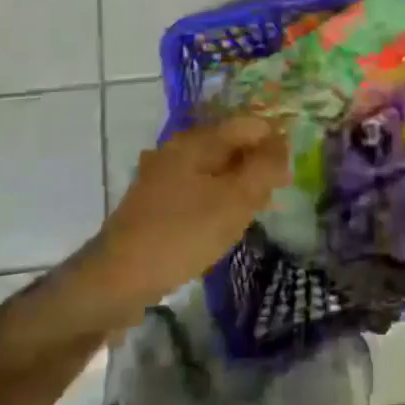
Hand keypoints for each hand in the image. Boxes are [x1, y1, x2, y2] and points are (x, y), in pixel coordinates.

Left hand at [84, 116, 286, 320]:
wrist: (116, 279)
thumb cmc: (182, 234)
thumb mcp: (234, 201)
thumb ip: (264, 168)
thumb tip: (282, 145)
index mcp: (197, 140)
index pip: (249, 124)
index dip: (275, 144)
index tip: (287, 177)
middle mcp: (178, 148)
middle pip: (230, 144)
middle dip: (256, 166)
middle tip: (270, 200)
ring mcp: (163, 174)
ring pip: (214, 168)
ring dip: (237, 185)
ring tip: (249, 215)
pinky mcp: (155, 200)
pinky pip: (197, 188)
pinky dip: (215, 199)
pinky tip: (219, 226)